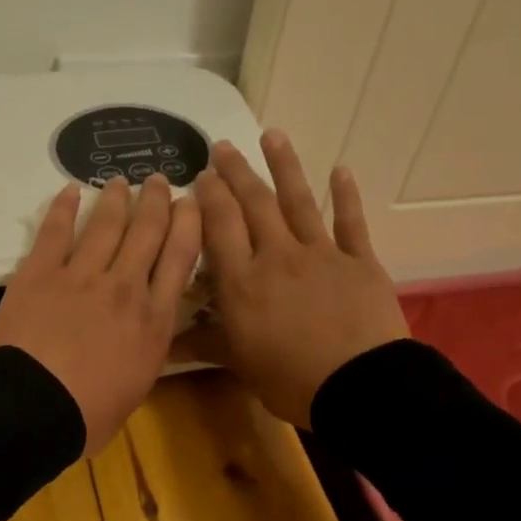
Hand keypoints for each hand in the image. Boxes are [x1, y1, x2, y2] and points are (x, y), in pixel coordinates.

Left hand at [0, 174, 201, 455]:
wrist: (35, 409)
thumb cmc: (89, 414)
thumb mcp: (139, 385)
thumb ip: (148, 349)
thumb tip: (148, 333)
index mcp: (154, 320)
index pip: (180, 258)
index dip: (188, 224)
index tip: (191, 203)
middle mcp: (125, 287)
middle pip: (148, 232)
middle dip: (158, 201)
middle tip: (160, 180)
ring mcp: (81, 276)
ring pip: (105, 224)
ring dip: (116, 198)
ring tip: (122, 180)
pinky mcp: (40, 273)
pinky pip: (54, 232)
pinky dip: (62, 207)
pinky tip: (69, 190)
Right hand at [188, 130, 408, 427]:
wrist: (358, 386)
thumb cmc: (290, 379)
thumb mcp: (239, 364)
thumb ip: (204, 344)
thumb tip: (161, 343)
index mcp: (243, 282)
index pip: (220, 227)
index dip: (210, 198)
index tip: (202, 175)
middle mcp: (277, 257)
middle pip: (254, 205)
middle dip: (237, 173)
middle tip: (223, 147)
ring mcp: (321, 254)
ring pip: (298, 202)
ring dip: (285, 166)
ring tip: (272, 135)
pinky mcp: (360, 261)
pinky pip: (351, 222)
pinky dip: (346, 195)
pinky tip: (340, 169)